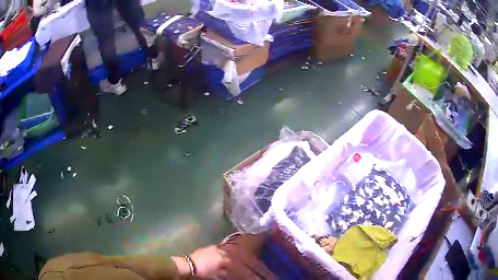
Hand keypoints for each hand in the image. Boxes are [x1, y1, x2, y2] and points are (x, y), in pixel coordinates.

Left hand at [191, 245, 229, 278]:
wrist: (190, 265)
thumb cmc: (203, 271)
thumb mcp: (214, 274)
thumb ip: (222, 273)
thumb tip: (225, 272)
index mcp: (221, 259)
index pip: (229, 261)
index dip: (228, 265)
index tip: (226, 268)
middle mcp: (217, 252)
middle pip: (224, 253)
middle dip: (224, 257)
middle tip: (222, 263)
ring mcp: (210, 248)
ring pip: (218, 249)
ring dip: (218, 253)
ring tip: (216, 257)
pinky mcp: (203, 248)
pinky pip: (210, 248)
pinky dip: (212, 251)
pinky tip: (209, 255)